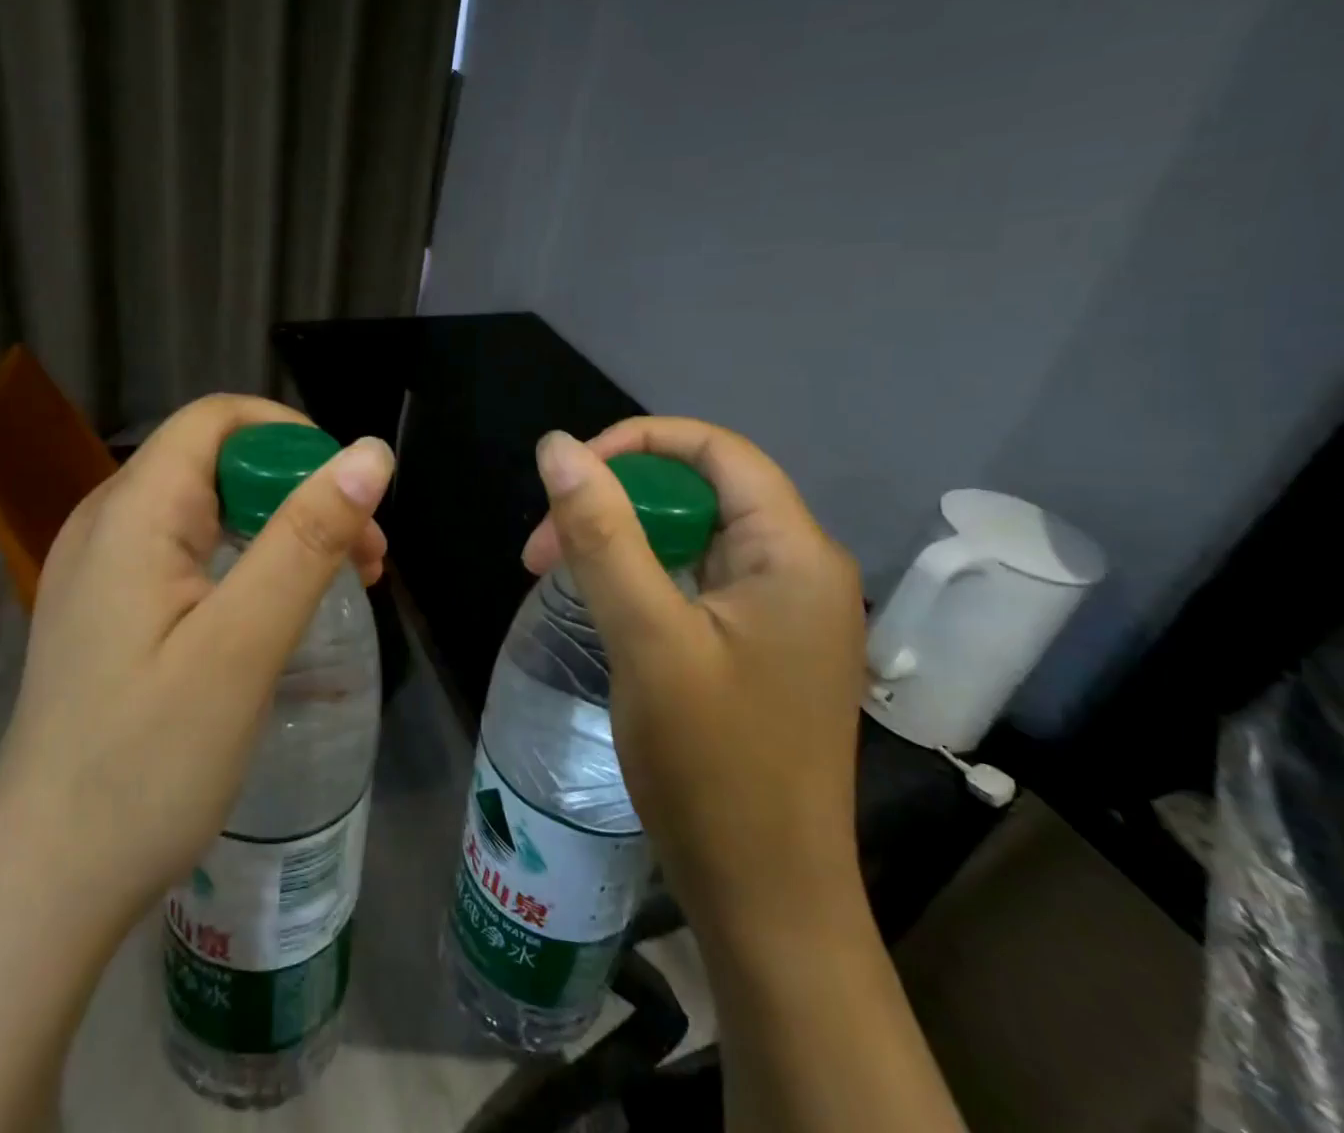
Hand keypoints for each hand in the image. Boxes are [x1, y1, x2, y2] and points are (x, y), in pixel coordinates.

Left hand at [0, 394, 394, 928]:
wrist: (47, 883)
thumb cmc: (148, 762)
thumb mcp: (244, 644)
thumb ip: (308, 539)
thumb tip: (371, 454)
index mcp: (132, 511)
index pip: (217, 419)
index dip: (292, 436)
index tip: (351, 495)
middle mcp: (107, 522)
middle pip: (216, 461)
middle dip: (299, 490)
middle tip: (366, 555)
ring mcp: (102, 569)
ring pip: (208, 508)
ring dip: (281, 529)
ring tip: (343, 583)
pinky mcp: (109, 610)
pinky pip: (188, 553)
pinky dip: (247, 562)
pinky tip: (280, 609)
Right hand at [522, 418, 865, 929]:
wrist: (766, 901)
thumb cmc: (712, 767)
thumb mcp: (647, 638)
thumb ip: (602, 534)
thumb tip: (557, 446)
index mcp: (793, 552)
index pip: (716, 449)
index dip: (636, 442)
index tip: (567, 479)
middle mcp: (800, 568)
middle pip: (700, 490)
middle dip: (614, 500)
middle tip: (543, 548)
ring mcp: (783, 610)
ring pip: (692, 536)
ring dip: (621, 540)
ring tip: (557, 575)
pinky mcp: (761, 645)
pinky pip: (696, 580)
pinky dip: (642, 576)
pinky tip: (602, 605)